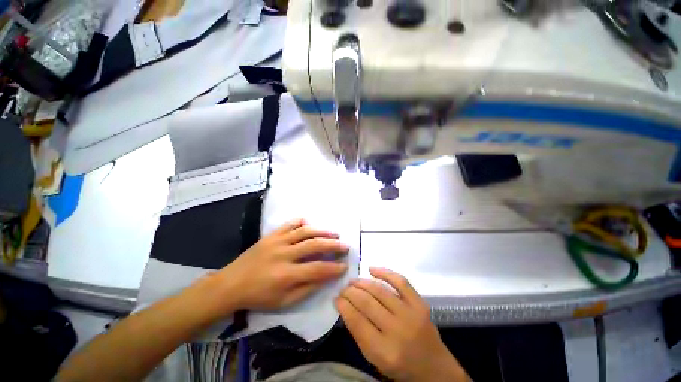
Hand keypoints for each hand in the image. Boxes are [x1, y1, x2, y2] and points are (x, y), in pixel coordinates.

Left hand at [196, 218, 349, 317]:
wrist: (230, 284)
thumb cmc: (258, 297)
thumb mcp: (284, 302)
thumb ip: (306, 289)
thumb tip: (325, 277)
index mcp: (286, 275)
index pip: (318, 269)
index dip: (334, 268)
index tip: (345, 265)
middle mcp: (284, 254)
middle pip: (314, 245)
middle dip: (333, 245)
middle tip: (345, 245)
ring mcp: (277, 241)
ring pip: (305, 232)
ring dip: (322, 231)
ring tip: (334, 233)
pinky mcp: (271, 235)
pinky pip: (289, 224)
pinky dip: (300, 222)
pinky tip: (309, 223)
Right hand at [336, 268, 468, 381]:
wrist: (435, 369)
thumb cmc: (401, 367)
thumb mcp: (375, 359)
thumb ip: (359, 333)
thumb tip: (345, 306)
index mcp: (384, 351)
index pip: (357, 321)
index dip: (343, 306)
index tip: (336, 298)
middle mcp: (397, 330)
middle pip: (367, 303)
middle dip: (350, 292)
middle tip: (343, 288)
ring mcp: (410, 314)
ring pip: (380, 290)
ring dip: (362, 282)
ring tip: (353, 280)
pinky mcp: (420, 303)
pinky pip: (400, 281)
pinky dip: (384, 272)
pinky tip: (371, 269)